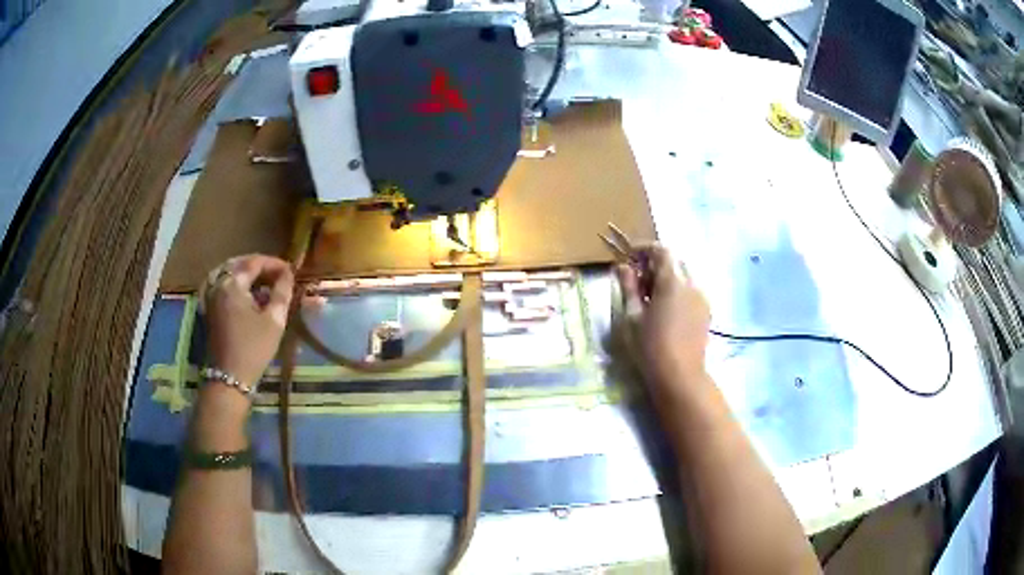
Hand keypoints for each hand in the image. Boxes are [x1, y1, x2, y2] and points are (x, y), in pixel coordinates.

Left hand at [205, 254, 294, 386]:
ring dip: (243, 271)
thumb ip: (282, 292)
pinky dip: (229, 280)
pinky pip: (217, 283)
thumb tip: (288, 274)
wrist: (229, 377)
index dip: (274, 263)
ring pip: (225, 272)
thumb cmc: (254, 348)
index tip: (290, 270)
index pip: (255, 262)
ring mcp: (209, 296)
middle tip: (277, 274)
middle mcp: (217, 284)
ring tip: (259, 279)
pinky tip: (239, 288)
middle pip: (238, 264)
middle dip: (258, 265)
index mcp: (233, 284)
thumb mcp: (274, 320)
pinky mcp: (207, 308)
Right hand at [617, 245, 710, 394]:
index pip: (661, 250)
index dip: (644, 249)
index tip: (629, 257)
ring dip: (666, 278)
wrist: (680, 376)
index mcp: (672, 282)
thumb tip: (622, 267)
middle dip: (655, 265)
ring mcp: (702, 298)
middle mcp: (691, 284)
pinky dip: (677, 291)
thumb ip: (629, 287)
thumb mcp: (633, 316)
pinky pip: (691, 291)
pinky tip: (665, 311)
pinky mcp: (706, 312)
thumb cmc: (650, 346)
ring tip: (649, 298)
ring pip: (683, 276)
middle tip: (637, 281)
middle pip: (674, 262)